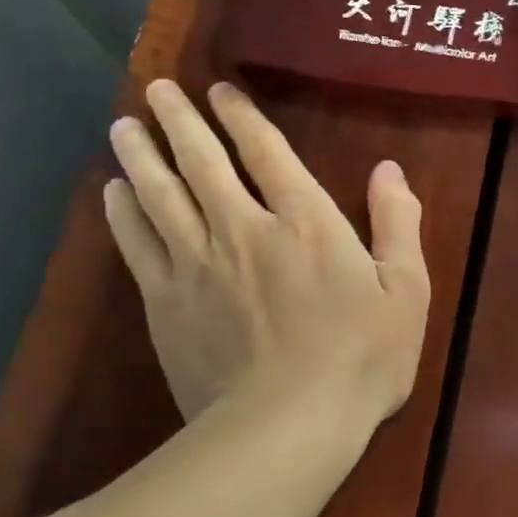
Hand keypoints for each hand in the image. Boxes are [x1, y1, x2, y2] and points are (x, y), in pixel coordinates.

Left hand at [104, 80, 430, 430]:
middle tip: (158, 89)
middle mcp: (244, 229)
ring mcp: (198, 265)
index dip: (242, 117)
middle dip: (180, 121)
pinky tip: (111, 192)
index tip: (220, 91)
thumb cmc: (360, 357)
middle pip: (202, 162)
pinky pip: (137, 244)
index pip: (266, 152)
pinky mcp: (166, 303)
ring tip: (122, 125)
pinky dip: (121, 213)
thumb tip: (388, 169)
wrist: (286, 427)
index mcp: (305, 222)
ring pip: (160, 195)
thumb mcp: (406, 290)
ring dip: (141, 155)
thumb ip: (397, 224)